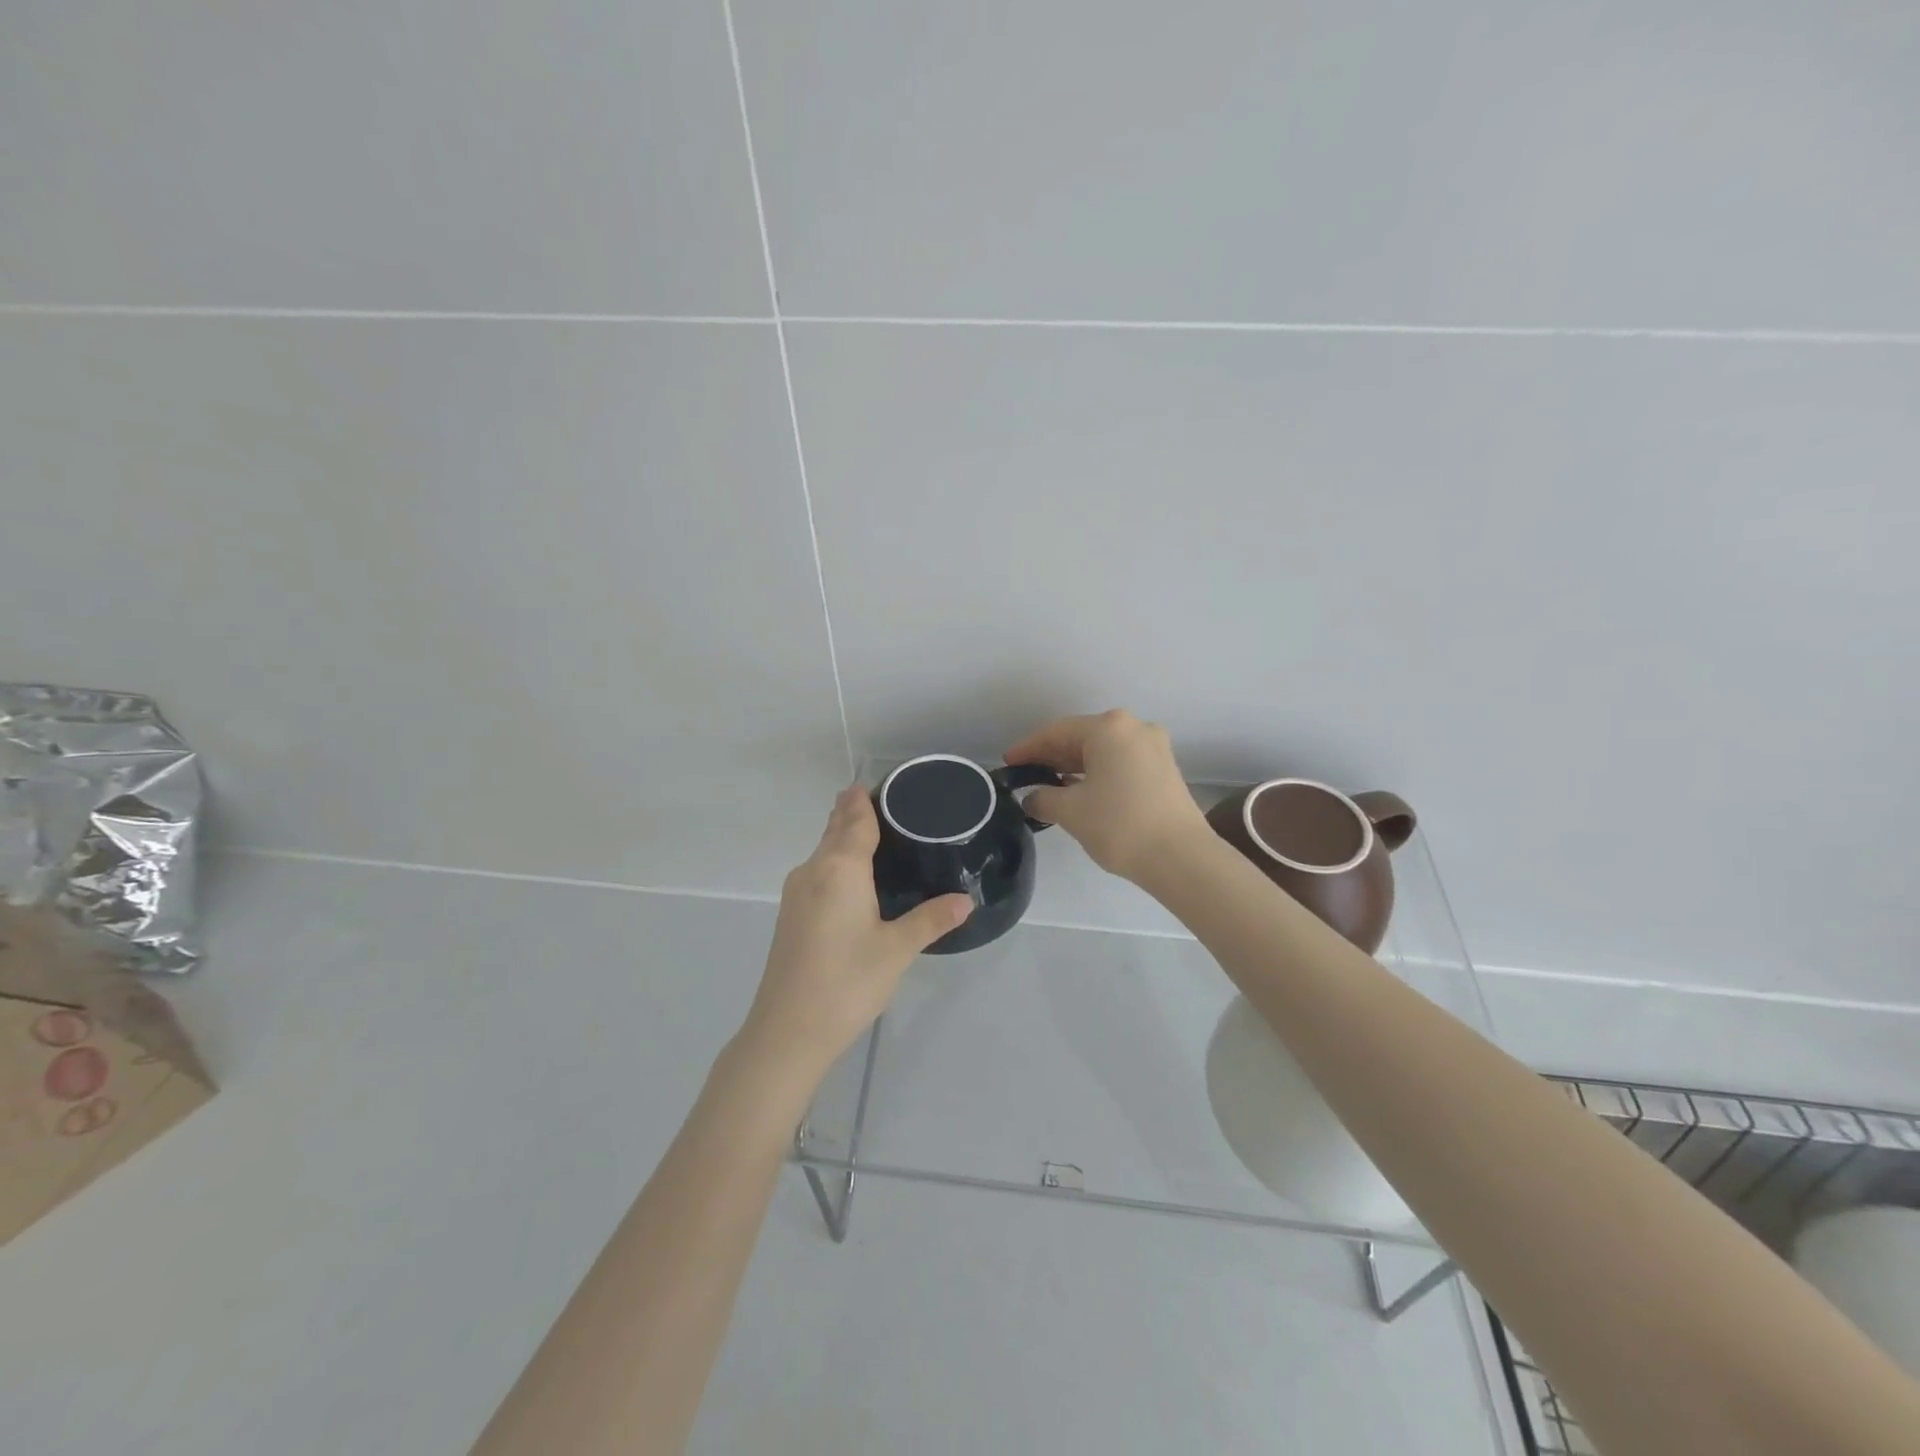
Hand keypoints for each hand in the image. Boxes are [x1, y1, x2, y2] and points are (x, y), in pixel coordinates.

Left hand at [740, 785, 971, 1084]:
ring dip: (842, 838)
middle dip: (853, 813)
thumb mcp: (897, 949)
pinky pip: (817, 872)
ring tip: (874, 834)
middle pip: (834, 830)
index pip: (854, 819)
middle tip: (883, 802)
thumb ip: (931, 919)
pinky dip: (835, 862)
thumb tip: (965, 900)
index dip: (864, 799)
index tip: (876, 782)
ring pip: (823, 852)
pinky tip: (852, 878)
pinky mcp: (790, 916)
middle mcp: (813, 871)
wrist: (788, 1031)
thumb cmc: (848, 982)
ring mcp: (796, 893)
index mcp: (839, 868)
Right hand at [1005, 710, 1210, 881]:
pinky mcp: (1165, 769)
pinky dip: (1098, 773)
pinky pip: (1121, 762)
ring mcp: (1154, 747)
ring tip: (1050, 785)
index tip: (1008, 763)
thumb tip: (1033, 798)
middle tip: (1026, 774)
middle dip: (1052, 756)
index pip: (1056, 732)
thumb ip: (1043, 798)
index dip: (1028, 748)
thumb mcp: (1070, 811)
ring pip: (1103, 750)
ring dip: (1075, 766)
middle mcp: (1134, 728)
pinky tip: (1082, 791)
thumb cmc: (1119, 825)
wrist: (1181, 857)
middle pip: (1082, 737)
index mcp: (1108, 728)